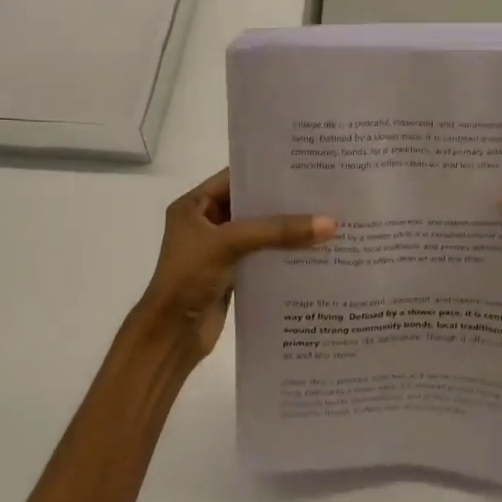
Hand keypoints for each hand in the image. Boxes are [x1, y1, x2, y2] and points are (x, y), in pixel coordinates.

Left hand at [134, 169, 333, 362]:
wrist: (172, 334)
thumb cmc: (189, 277)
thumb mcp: (230, 243)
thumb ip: (277, 230)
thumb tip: (330, 223)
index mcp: (194, 206)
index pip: (235, 178)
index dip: (267, 172)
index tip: (304, 167)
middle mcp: (206, 224)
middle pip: (251, 206)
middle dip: (284, 202)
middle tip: (324, 193)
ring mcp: (220, 251)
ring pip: (260, 234)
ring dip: (287, 231)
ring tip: (328, 220)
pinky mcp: (233, 275)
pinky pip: (263, 258)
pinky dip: (283, 255)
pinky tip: (315, 252)